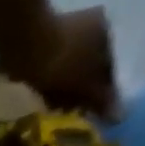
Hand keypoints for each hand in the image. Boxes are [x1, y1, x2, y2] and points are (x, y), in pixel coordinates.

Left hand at [0, 6, 118, 118]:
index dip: (103, 94)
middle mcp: (89, 29)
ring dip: (66, 94)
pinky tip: (47, 98)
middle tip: (74, 111)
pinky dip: (52, 88)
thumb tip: (119, 116)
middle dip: (82, 95)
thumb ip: (102, 99)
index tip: (95, 113)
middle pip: (89, 72)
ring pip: (70, 75)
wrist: (25, 47)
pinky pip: (54, 74)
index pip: (109, 68)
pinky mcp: (44, 50)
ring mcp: (65, 37)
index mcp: (105, 30)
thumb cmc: (64, 61)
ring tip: (59, 105)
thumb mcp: (87, 82)